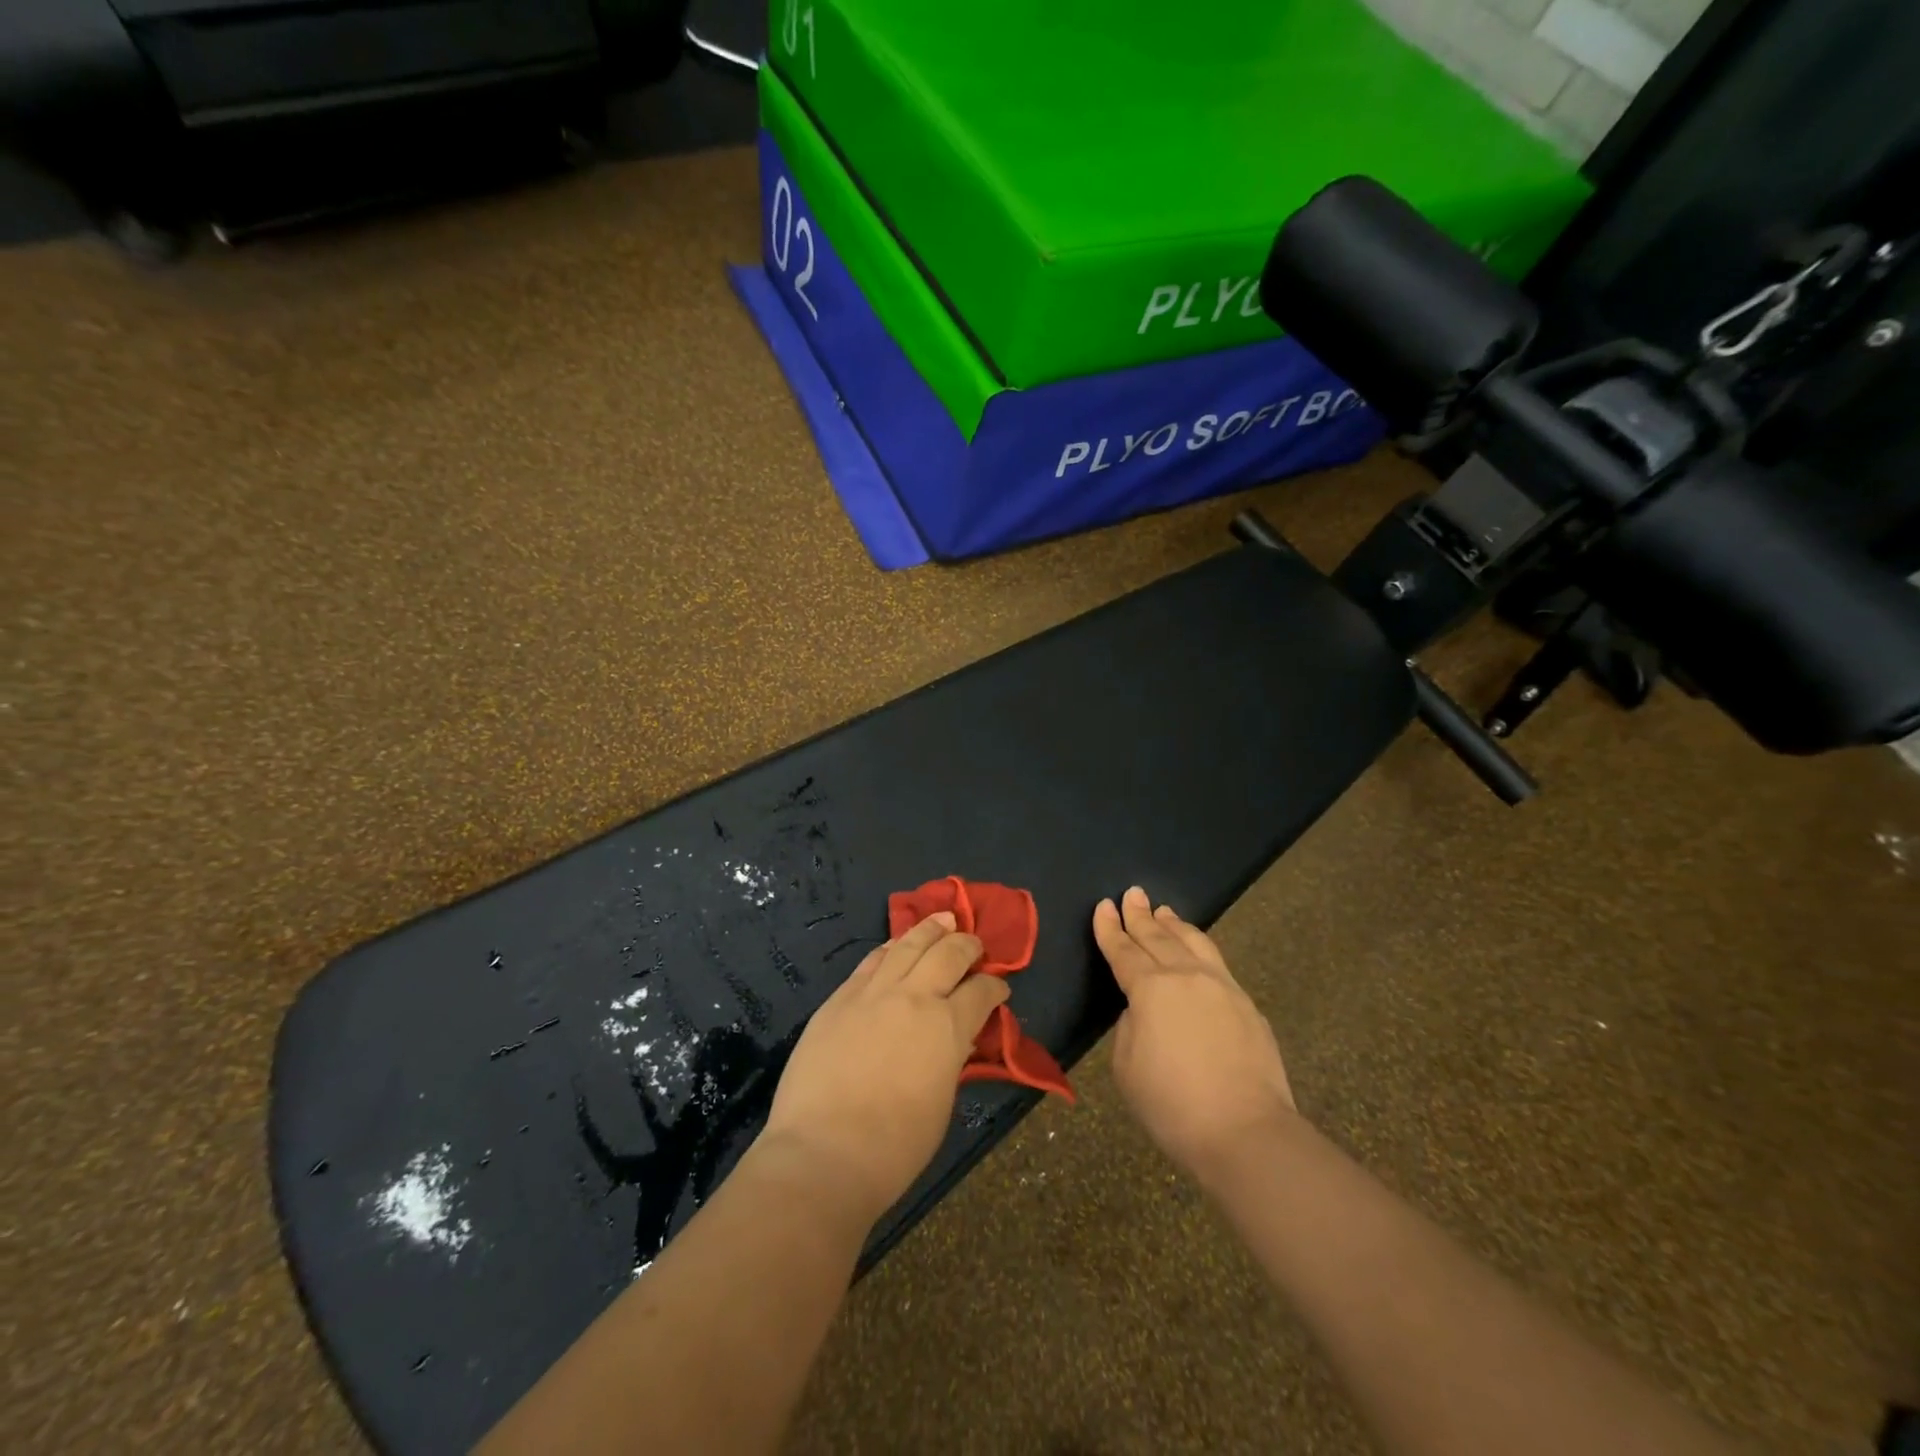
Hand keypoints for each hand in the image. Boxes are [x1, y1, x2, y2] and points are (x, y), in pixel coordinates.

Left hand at [760, 913, 1010, 1222]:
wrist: (822, 1152)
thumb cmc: (893, 1148)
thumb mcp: (942, 1103)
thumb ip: (951, 1060)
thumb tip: (954, 1041)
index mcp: (949, 1028)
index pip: (981, 993)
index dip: (995, 988)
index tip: (1000, 989)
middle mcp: (915, 997)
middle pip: (948, 954)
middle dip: (967, 945)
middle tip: (974, 944)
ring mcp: (873, 993)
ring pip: (908, 945)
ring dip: (930, 929)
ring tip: (943, 919)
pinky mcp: (840, 998)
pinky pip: (871, 961)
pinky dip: (890, 948)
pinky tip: (895, 944)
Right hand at [1094, 887, 1296, 1182]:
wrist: (1246, 1133)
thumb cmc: (1173, 1105)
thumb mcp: (1126, 1067)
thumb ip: (1129, 1027)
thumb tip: (1144, 1011)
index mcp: (1150, 989)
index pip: (1123, 950)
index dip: (1110, 928)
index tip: (1104, 906)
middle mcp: (1186, 976)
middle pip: (1158, 937)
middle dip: (1140, 915)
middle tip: (1132, 893)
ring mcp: (1222, 987)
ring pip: (1193, 942)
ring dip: (1174, 925)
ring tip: (1164, 911)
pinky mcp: (1247, 1004)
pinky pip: (1216, 962)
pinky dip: (1199, 947)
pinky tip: (1197, 949)